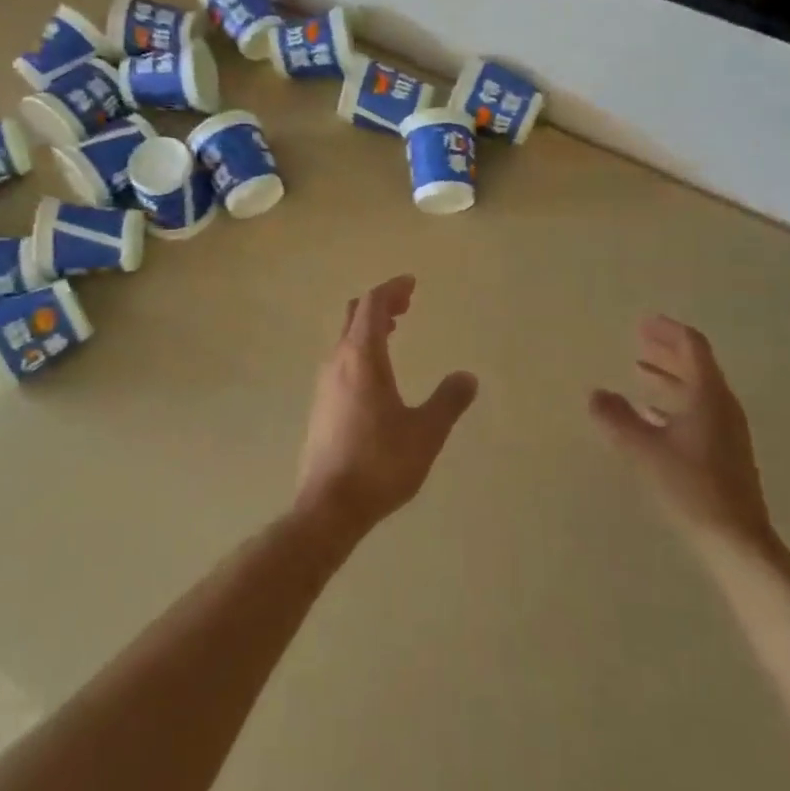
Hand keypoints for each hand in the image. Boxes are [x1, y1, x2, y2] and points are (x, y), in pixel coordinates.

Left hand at [295, 275, 477, 541]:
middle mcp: (338, 362)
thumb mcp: (425, 432)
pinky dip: (361, 348)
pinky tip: (377, 373)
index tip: (411, 284)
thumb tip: (468, 377)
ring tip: (394, 330)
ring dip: (369, 326)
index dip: (391, 289)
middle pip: (354, 315)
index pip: (372, 304)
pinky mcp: (321, 405)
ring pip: (345, 338)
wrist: (329, 506)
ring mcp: (325, 384)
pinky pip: (341, 359)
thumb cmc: (380, 463)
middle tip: (406, 303)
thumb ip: (448, 401)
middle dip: (380, 303)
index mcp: (362, 358)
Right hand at [590, 315, 777, 561]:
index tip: (644, 323)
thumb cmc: (692, 487)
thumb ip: (617, 419)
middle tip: (640, 339)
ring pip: (696, 390)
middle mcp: (722, 406)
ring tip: (640, 371)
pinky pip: (697, 412)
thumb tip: (594, 394)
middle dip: (667, 351)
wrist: (737, 541)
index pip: (692, 347)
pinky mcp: (724, 452)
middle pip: (696, 366)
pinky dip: (673, 403)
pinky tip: (651, 416)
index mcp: (708, 395)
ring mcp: (726, 431)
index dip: (668, 331)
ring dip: (669, 377)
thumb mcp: (645, 450)